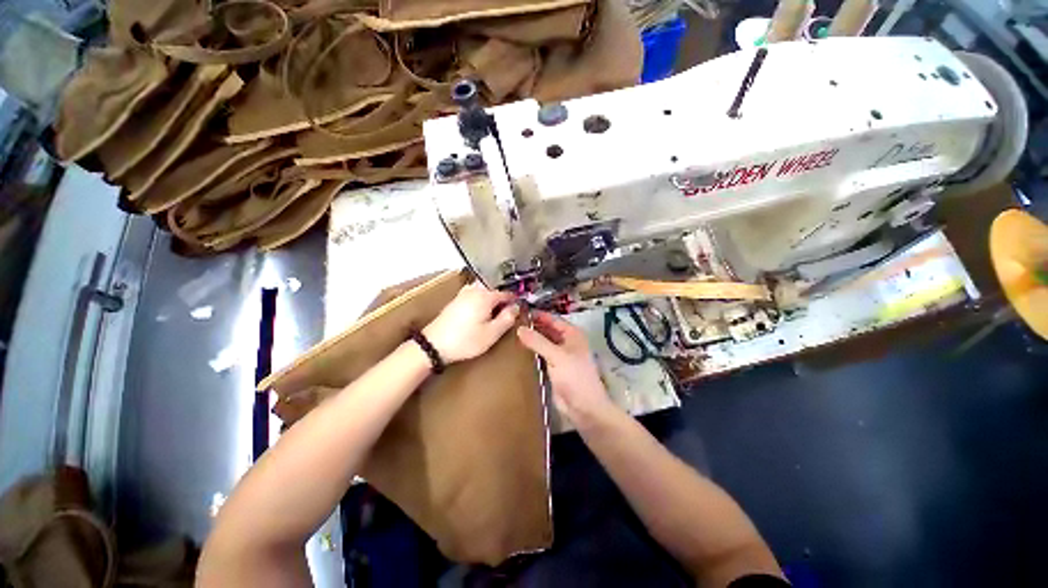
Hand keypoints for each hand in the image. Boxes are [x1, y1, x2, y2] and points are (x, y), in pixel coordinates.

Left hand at [423, 282, 518, 363]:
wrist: (434, 344)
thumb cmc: (466, 340)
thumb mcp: (492, 333)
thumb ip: (507, 318)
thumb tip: (516, 307)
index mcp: (485, 296)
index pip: (507, 293)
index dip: (515, 301)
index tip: (519, 310)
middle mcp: (475, 289)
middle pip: (494, 287)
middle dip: (503, 297)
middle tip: (507, 311)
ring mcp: (463, 293)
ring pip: (484, 289)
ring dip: (492, 297)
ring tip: (495, 312)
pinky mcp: (456, 300)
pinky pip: (474, 293)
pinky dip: (481, 298)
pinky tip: (481, 312)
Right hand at [517, 311, 616, 422]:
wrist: (584, 407)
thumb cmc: (575, 377)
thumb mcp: (557, 356)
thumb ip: (538, 342)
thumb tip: (519, 328)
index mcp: (572, 334)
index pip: (552, 319)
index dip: (538, 315)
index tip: (519, 312)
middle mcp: (566, 342)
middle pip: (547, 330)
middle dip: (533, 327)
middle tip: (511, 324)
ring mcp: (559, 356)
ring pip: (543, 343)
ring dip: (531, 340)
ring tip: (510, 335)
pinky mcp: (553, 368)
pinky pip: (540, 356)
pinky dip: (531, 353)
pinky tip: (517, 351)